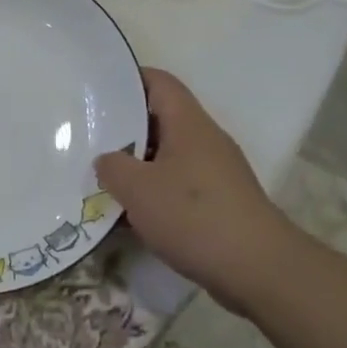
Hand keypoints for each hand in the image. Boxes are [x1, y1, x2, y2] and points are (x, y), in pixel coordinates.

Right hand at [92, 67, 303, 310]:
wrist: (258, 269)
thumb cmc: (193, 216)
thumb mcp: (137, 188)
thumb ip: (112, 167)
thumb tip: (106, 160)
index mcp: (188, 123)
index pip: (159, 82)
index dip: (127, 79)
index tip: (96, 90)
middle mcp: (205, 140)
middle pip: (160, 119)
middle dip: (124, 128)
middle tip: (87, 136)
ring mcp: (215, 172)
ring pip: (167, 156)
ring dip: (136, 165)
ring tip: (101, 177)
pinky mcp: (219, 203)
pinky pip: (178, 185)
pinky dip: (153, 193)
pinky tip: (128, 214)